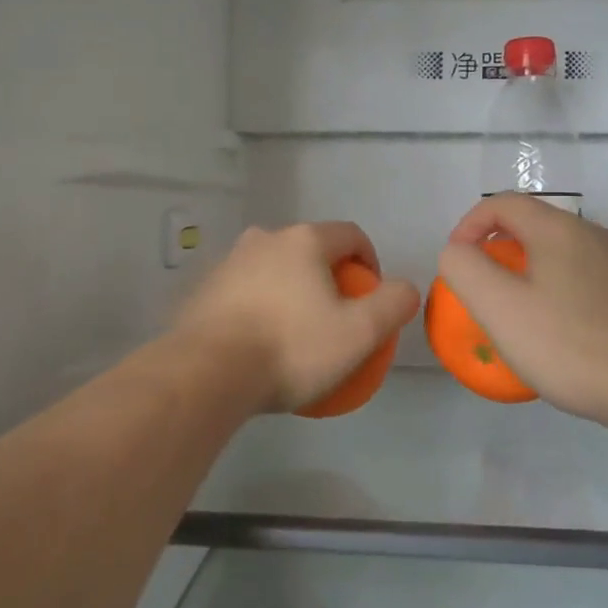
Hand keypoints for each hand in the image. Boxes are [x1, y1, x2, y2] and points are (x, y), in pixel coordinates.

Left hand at [175, 222, 421, 414]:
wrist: (207, 373)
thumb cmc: (291, 347)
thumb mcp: (359, 333)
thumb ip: (393, 304)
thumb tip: (404, 289)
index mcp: (304, 240)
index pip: (352, 235)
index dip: (371, 264)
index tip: (370, 301)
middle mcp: (264, 238)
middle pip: (311, 251)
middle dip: (329, 279)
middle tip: (335, 321)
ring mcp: (229, 262)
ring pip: (275, 270)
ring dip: (292, 293)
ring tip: (296, 335)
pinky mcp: (204, 289)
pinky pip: (245, 291)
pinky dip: (260, 308)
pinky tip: (260, 345)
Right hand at [437, 194, 607, 437]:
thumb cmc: (571, 345)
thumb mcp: (500, 308)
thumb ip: (465, 269)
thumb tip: (458, 252)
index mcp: (558, 229)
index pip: (501, 203)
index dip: (468, 226)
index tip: (456, 265)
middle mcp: (590, 235)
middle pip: (529, 224)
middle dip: (493, 251)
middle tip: (479, 293)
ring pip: (553, 252)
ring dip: (522, 273)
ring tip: (511, 315)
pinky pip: (576, 277)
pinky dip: (550, 291)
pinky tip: (552, 333)